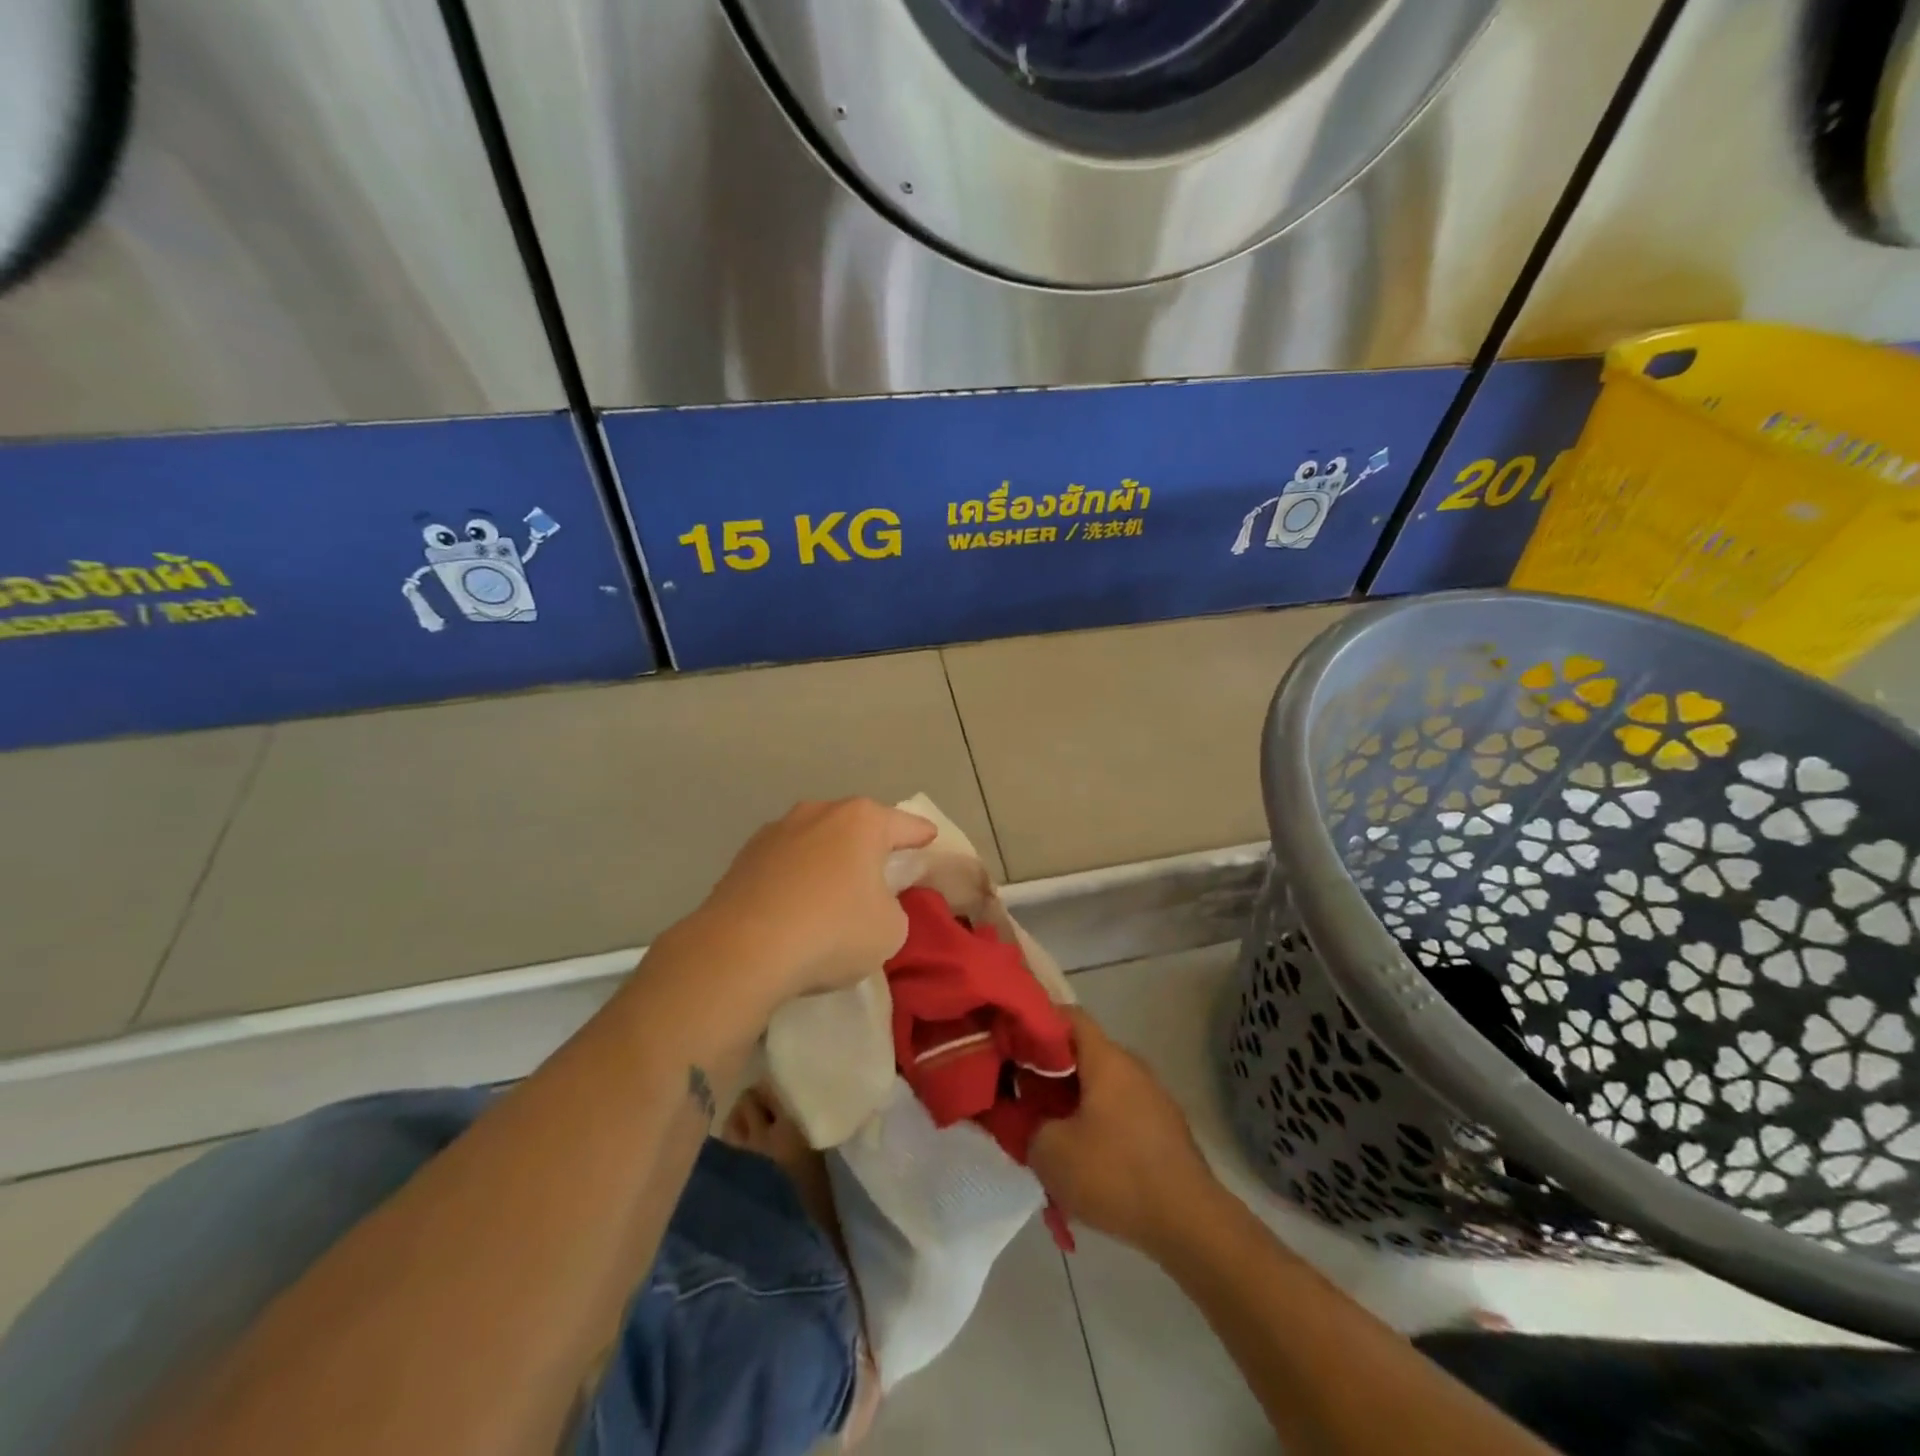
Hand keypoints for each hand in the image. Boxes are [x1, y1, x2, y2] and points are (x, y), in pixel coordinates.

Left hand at [679, 798, 935, 1006]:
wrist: (741, 952)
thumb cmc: (832, 932)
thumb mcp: (891, 929)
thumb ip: (893, 906)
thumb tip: (871, 902)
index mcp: (862, 820)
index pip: (907, 825)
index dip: (923, 838)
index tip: (931, 843)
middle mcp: (819, 812)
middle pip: (858, 827)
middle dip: (871, 846)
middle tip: (882, 875)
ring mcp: (776, 830)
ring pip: (818, 842)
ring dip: (829, 861)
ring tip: (833, 895)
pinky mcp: (744, 856)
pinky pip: (786, 863)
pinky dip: (797, 878)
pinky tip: (795, 908)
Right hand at [1030, 1008, 1218, 1255]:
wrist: (1190, 1222)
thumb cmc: (1115, 1174)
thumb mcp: (1050, 1152)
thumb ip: (1024, 1124)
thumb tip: (1018, 1114)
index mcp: (1106, 1059)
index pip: (1068, 1016)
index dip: (1035, 1024)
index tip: (1009, 1045)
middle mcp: (1132, 1067)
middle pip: (1082, 1054)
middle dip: (1048, 1073)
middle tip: (1021, 1097)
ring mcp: (1153, 1097)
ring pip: (1100, 1087)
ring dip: (1071, 1103)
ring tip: (1047, 1135)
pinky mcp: (1164, 1129)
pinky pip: (1119, 1112)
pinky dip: (1095, 1125)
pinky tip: (1082, 1161)